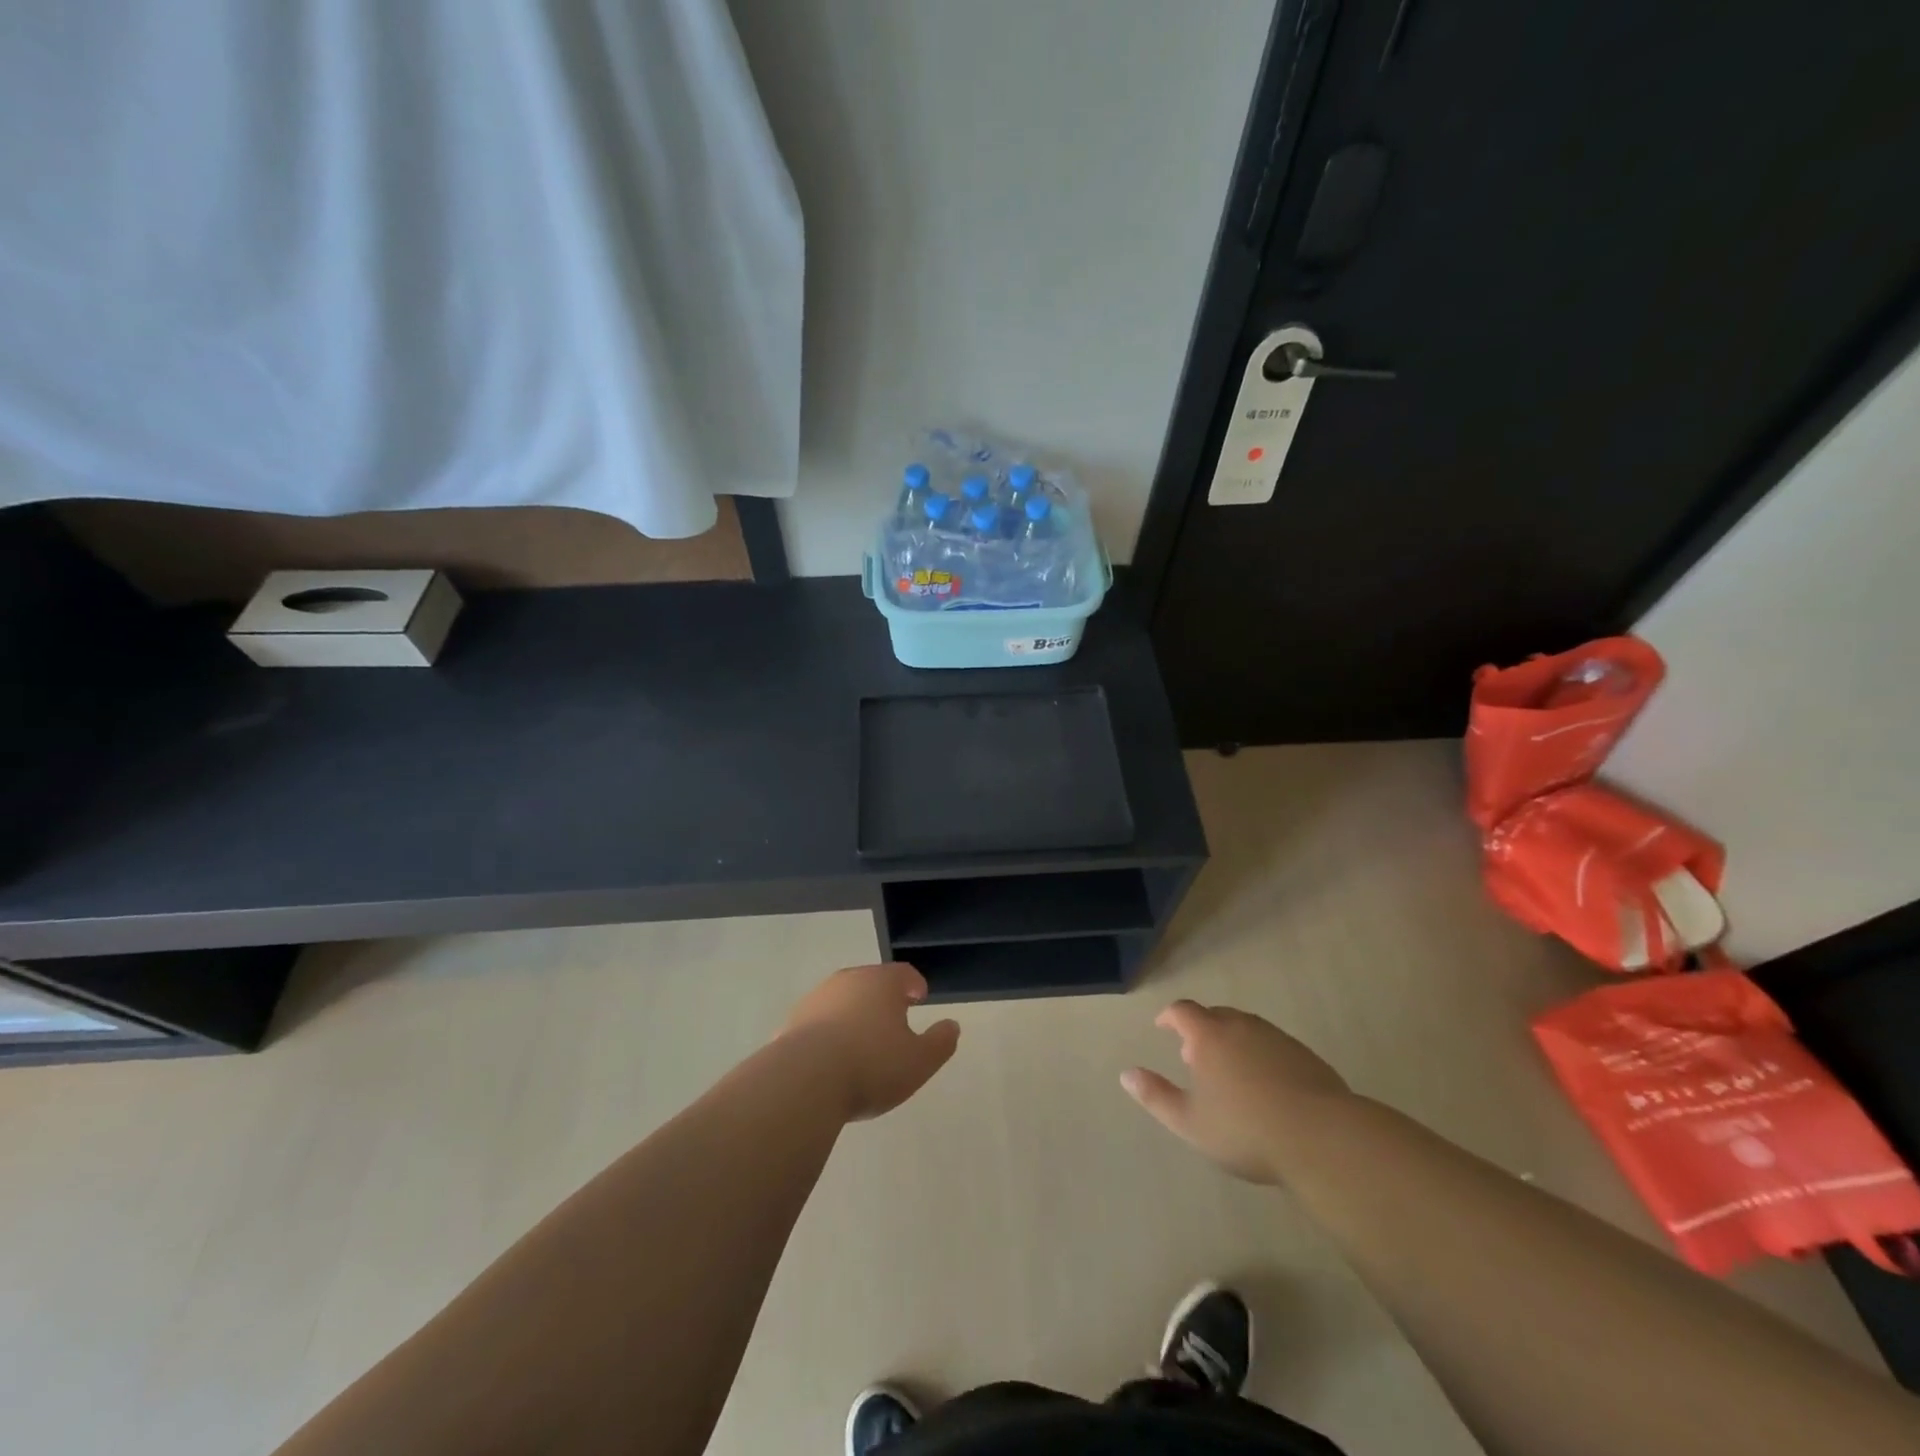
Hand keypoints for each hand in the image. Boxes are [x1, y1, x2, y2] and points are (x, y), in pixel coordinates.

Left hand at [780, 963, 960, 1121]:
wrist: (804, 1081)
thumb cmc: (871, 1065)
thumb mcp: (919, 1061)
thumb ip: (940, 1042)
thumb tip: (952, 1026)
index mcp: (881, 983)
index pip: (903, 973)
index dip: (914, 984)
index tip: (919, 996)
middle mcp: (847, 981)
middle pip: (870, 982)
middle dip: (883, 997)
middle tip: (894, 1017)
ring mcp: (816, 1000)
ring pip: (842, 1000)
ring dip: (854, 1013)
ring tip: (862, 1040)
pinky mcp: (791, 1023)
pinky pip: (818, 1023)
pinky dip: (828, 1033)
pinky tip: (832, 1057)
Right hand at [1122, 1000, 1351, 1183]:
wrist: (1322, 1138)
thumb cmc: (1246, 1130)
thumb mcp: (1190, 1122)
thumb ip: (1156, 1096)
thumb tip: (1126, 1074)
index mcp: (1209, 1036)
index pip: (1183, 1011)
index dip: (1170, 1016)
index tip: (1163, 1027)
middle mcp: (1241, 1026)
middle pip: (1216, 1015)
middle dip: (1201, 1030)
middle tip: (1195, 1057)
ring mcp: (1277, 1038)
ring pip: (1246, 1029)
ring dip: (1232, 1041)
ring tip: (1230, 1073)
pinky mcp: (1305, 1056)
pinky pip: (1272, 1045)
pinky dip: (1260, 1055)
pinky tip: (1266, 1087)